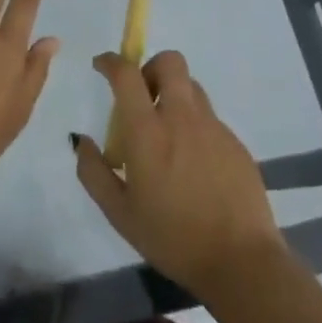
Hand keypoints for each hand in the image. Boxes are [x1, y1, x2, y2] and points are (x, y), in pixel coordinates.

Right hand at [74, 50, 284, 299]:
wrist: (241, 261)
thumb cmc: (172, 238)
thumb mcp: (119, 212)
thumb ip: (93, 171)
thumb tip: (80, 140)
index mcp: (148, 132)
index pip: (127, 75)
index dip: (110, 62)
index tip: (101, 66)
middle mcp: (182, 118)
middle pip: (170, 62)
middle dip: (150, 67)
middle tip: (141, 97)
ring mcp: (214, 128)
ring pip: (192, 87)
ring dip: (173, 95)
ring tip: (166, 134)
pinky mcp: (235, 143)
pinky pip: (209, 117)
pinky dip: (193, 125)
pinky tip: (192, 163)